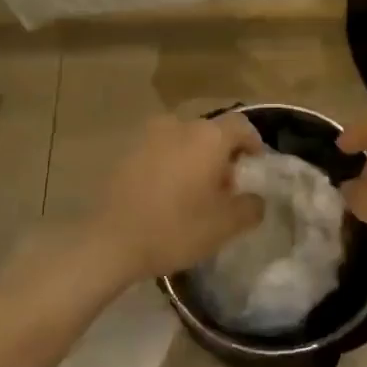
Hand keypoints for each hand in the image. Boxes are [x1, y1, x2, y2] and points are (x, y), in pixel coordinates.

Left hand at [89, 113, 265, 282]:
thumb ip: (250, 206)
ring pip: (183, 141)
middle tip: (225, 186)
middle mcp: (179, 125)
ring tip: (194, 191)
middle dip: (222, 154)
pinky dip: (170, 164)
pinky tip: (166, 194)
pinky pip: (160, 151)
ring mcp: (149, 136)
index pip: (241, 126)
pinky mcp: (127, 152)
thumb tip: (256, 198)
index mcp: (208, 137)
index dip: (253, 143)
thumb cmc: (175, 229)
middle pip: (211, 132)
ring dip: (194, 158)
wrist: (110, 241)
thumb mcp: (225, 226)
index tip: (254, 166)